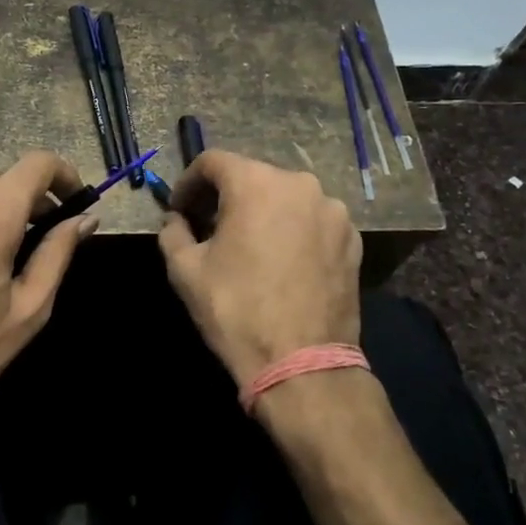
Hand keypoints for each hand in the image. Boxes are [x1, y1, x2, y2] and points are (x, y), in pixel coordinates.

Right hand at [158, 151, 361, 393]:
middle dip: (226, 197)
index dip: (189, 182)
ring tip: (248, 246)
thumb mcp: (185, 270)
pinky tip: (281, 262)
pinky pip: (312, 221)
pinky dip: (292, 230)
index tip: (180, 209)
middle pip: (252, 176)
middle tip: (208, 228)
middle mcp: (299, 184)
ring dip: (262, 213)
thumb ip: (173, 232)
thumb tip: (176, 219)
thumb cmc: (236, 310)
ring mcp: (333, 211)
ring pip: (285, 198)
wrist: (303, 363)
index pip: (213, 161)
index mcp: (256, 183)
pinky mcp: (352, 239)